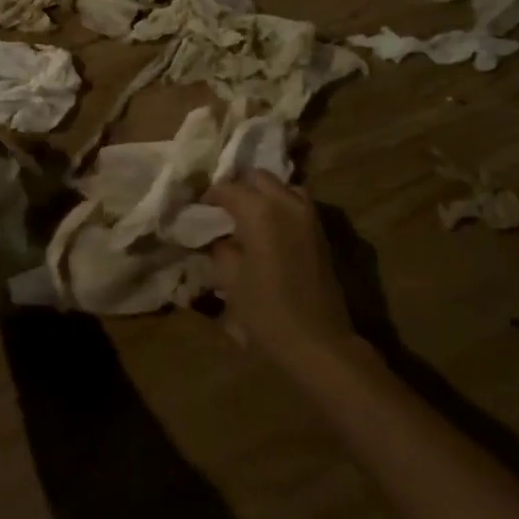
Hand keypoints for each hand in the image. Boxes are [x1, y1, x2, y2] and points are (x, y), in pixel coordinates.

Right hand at [204, 172, 355, 368]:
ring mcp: (308, 215)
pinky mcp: (321, 232)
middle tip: (222, 211)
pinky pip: (297, 205)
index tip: (196, 209)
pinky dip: (280, 207)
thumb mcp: (229, 278)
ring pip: (282, 187)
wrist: (318, 341)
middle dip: (238, 189)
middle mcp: (286, 202)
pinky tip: (268, 230)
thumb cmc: (266, 310)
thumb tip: (217, 235)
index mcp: (259, 209)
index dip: (208, 196)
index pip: (227, 188)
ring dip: (264, 195)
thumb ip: (220, 246)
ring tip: (247, 217)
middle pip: (258, 178)